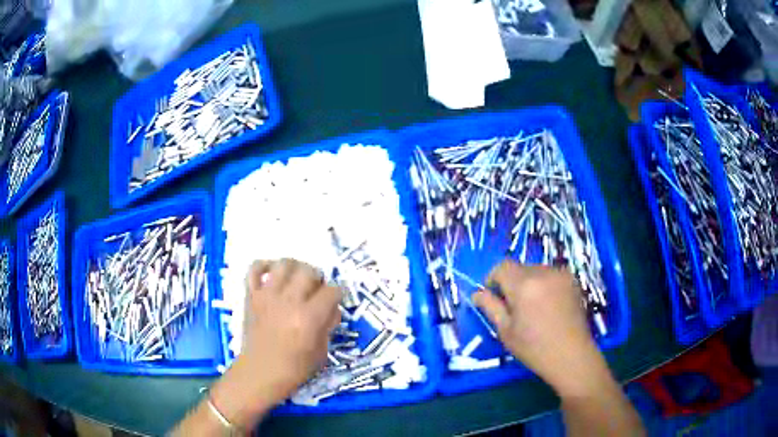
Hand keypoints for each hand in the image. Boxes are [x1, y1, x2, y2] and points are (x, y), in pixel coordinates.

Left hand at [210, 259, 341, 427]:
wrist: (260, 373)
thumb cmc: (294, 368)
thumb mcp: (322, 351)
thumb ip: (328, 325)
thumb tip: (331, 308)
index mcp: (309, 317)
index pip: (332, 290)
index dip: (339, 293)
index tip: (337, 298)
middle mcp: (289, 301)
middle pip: (309, 271)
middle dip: (318, 278)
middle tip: (317, 289)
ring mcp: (267, 296)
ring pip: (284, 264)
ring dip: (296, 267)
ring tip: (297, 278)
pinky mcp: (252, 296)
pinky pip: (255, 269)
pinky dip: (265, 265)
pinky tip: (273, 273)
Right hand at [473, 260, 608, 396]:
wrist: (571, 355)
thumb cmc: (534, 348)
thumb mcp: (506, 331)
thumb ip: (490, 307)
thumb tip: (477, 293)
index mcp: (523, 285)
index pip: (502, 267)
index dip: (493, 279)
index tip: (493, 296)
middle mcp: (543, 272)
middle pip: (519, 268)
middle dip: (511, 283)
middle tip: (513, 307)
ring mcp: (560, 275)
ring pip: (535, 270)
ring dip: (528, 283)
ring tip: (532, 307)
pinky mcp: (572, 280)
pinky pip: (551, 275)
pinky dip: (544, 284)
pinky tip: (548, 306)